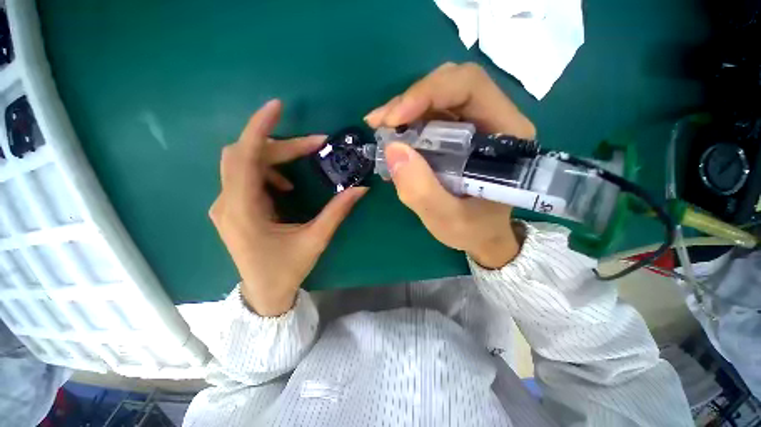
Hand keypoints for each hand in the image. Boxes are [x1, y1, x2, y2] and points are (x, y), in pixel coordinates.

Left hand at [210, 100, 366, 315]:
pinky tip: (284, 185)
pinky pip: (244, 176)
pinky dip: (267, 171)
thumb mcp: (315, 240)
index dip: (259, 129)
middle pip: (245, 155)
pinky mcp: (232, 208)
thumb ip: (337, 212)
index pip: (244, 158)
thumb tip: (360, 189)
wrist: (264, 293)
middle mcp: (227, 203)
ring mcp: (225, 205)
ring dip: (274, 157)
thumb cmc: (287, 270)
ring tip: (301, 163)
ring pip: (243, 163)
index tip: (277, 107)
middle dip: (281, 145)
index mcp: (243, 212)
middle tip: (313, 145)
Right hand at [365, 63, 534, 267]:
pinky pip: (431, 114)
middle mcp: (494, 120)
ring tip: (380, 128)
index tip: (395, 119)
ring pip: (438, 96)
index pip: (470, 87)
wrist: (482, 235)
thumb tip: (393, 149)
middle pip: (452, 85)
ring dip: (404, 109)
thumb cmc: (472, 230)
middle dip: (411, 99)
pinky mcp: (458, 134)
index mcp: (506, 135)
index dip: (429, 93)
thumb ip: (421, 191)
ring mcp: (475, 124)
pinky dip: (407, 121)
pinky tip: (391, 135)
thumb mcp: (447, 219)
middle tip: (381, 123)